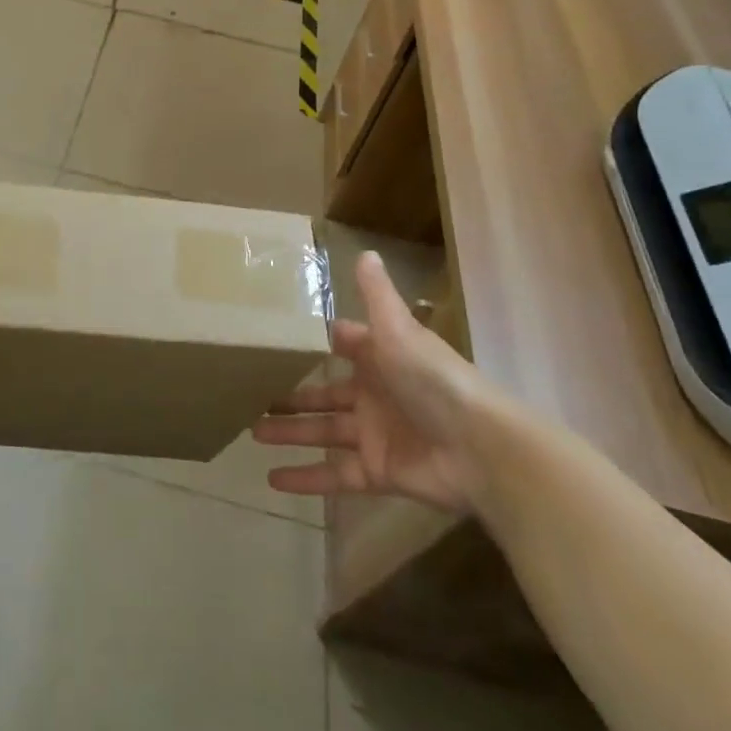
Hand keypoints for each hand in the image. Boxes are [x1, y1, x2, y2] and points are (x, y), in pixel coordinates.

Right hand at [252, 251, 498, 513]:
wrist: (480, 449)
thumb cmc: (433, 380)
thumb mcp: (399, 330)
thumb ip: (378, 296)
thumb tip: (366, 251)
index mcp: (379, 358)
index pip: (340, 347)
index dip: (311, 345)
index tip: (273, 342)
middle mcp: (373, 394)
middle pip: (321, 393)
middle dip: (288, 394)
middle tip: (250, 393)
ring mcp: (373, 435)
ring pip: (321, 432)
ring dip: (289, 433)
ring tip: (250, 432)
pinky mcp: (377, 472)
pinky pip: (334, 475)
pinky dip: (305, 478)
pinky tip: (272, 479)